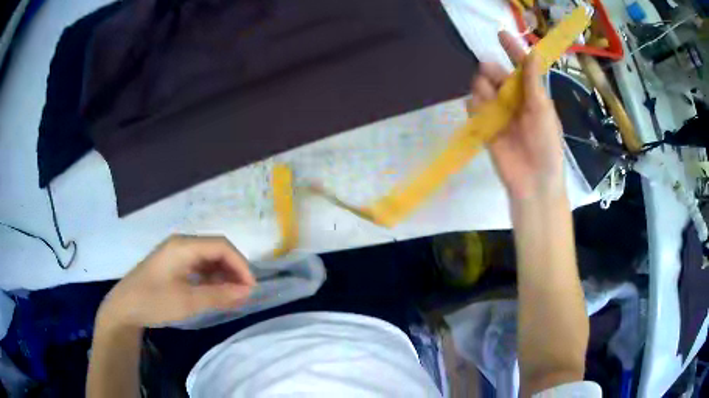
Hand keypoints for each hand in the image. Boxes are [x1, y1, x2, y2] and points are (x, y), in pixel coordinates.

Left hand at [98, 235, 255, 328]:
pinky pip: (199, 268)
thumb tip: (247, 291)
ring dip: (223, 276)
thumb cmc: (154, 301)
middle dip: (233, 270)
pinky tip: (216, 294)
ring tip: (233, 297)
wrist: (125, 307)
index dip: (240, 264)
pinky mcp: (174, 265)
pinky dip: (211, 280)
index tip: (250, 287)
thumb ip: (219, 295)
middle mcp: (182, 244)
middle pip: (216, 250)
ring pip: (208, 259)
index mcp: (184, 246)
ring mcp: (177, 254)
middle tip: (244, 294)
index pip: (221, 246)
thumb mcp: (188, 301)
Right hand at [468, 31, 563, 200]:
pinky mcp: (487, 129)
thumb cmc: (546, 146)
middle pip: (499, 76)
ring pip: (484, 90)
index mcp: (533, 96)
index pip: (521, 68)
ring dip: (483, 88)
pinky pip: (475, 110)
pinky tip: (477, 110)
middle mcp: (515, 102)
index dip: (513, 50)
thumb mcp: (543, 111)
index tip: (500, 34)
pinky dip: (474, 106)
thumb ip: (533, 83)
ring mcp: (500, 115)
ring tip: (486, 96)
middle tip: (488, 72)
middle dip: (493, 71)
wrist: (533, 183)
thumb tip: (532, 53)